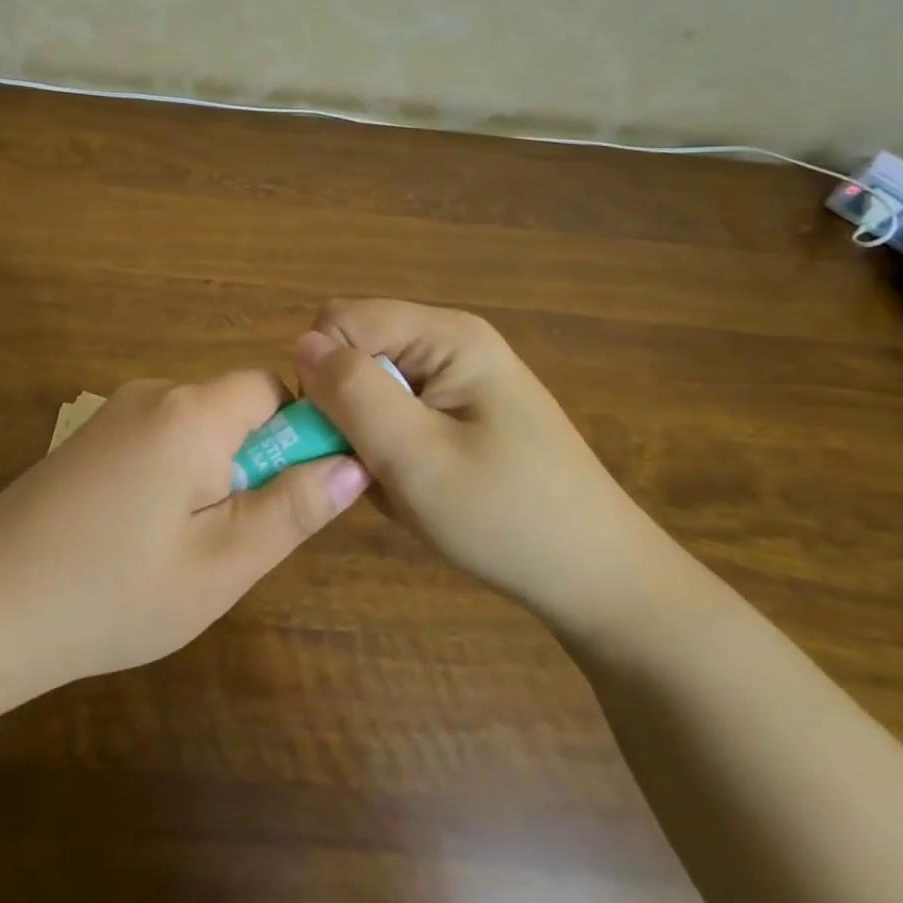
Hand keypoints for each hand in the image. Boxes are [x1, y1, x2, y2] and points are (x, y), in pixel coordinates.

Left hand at [0, 371, 370, 711]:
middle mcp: (154, 393)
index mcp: (192, 411)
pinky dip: (175, 479)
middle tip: (233, 542)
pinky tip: (143, 540)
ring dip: (214, 477)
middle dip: (254, 465)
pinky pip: (160, 441)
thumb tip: (353, 463)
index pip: (275, 389)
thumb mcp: (220, 565)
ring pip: (198, 430)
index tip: (295, 498)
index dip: (301, 434)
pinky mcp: (90, 439)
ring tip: (185, 551)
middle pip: (235, 408)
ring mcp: (115, 413)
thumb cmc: (111, 593)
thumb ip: (292, 508)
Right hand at [294, 299, 674, 634]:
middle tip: (378, 468)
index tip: (345, 436)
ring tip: (406, 484)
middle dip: (349, 410)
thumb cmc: (508, 519)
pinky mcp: (466, 408)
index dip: (325, 375)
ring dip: (371, 436)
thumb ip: (353, 393)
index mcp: (445, 335)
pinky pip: (400, 412)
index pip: (339, 321)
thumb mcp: (417, 458)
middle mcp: (451, 340)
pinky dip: (394, 449)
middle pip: (356, 351)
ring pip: (372, 387)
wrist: (600, 581)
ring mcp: (461, 375)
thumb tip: (303, 343)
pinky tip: (423, 487)